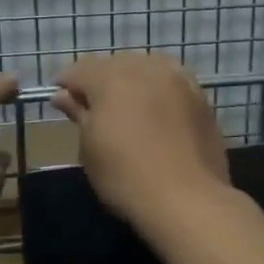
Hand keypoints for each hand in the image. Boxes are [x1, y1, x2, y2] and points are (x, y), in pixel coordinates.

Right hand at [52, 53, 230, 228]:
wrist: (187, 199)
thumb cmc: (126, 177)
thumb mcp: (91, 148)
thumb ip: (79, 114)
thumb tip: (64, 95)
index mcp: (111, 78)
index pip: (80, 70)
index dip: (67, 84)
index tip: (63, 104)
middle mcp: (146, 68)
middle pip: (115, 64)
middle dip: (101, 80)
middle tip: (94, 109)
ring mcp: (178, 80)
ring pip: (147, 68)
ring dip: (132, 81)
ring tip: (128, 108)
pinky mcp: (200, 97)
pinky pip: (172, 82)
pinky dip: (159, 90)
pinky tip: (157, 111)